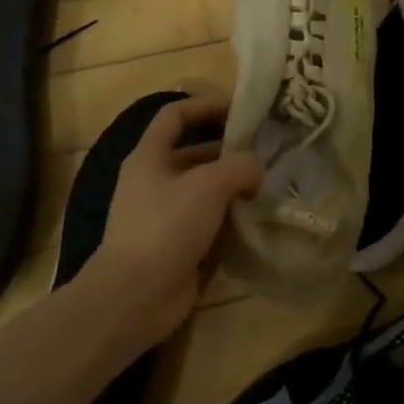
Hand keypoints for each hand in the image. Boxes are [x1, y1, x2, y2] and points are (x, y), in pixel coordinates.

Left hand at [85, 95, 262, 340]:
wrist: (134, 297)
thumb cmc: (165, 227)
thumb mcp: (209, 185)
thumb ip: (240, 166)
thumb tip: (256, 170)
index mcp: (150, 157)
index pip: (176, 115)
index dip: (206, 105)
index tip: (241, 109)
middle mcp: (155, 181)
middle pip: (195, 153)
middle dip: (229, 150)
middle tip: (267, 150)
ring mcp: (165, 215)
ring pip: (205, 189)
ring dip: (235, 185)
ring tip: (270, 182)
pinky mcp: (177, 245)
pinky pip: (209, 221)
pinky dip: (231, 217)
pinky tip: (258, 217)